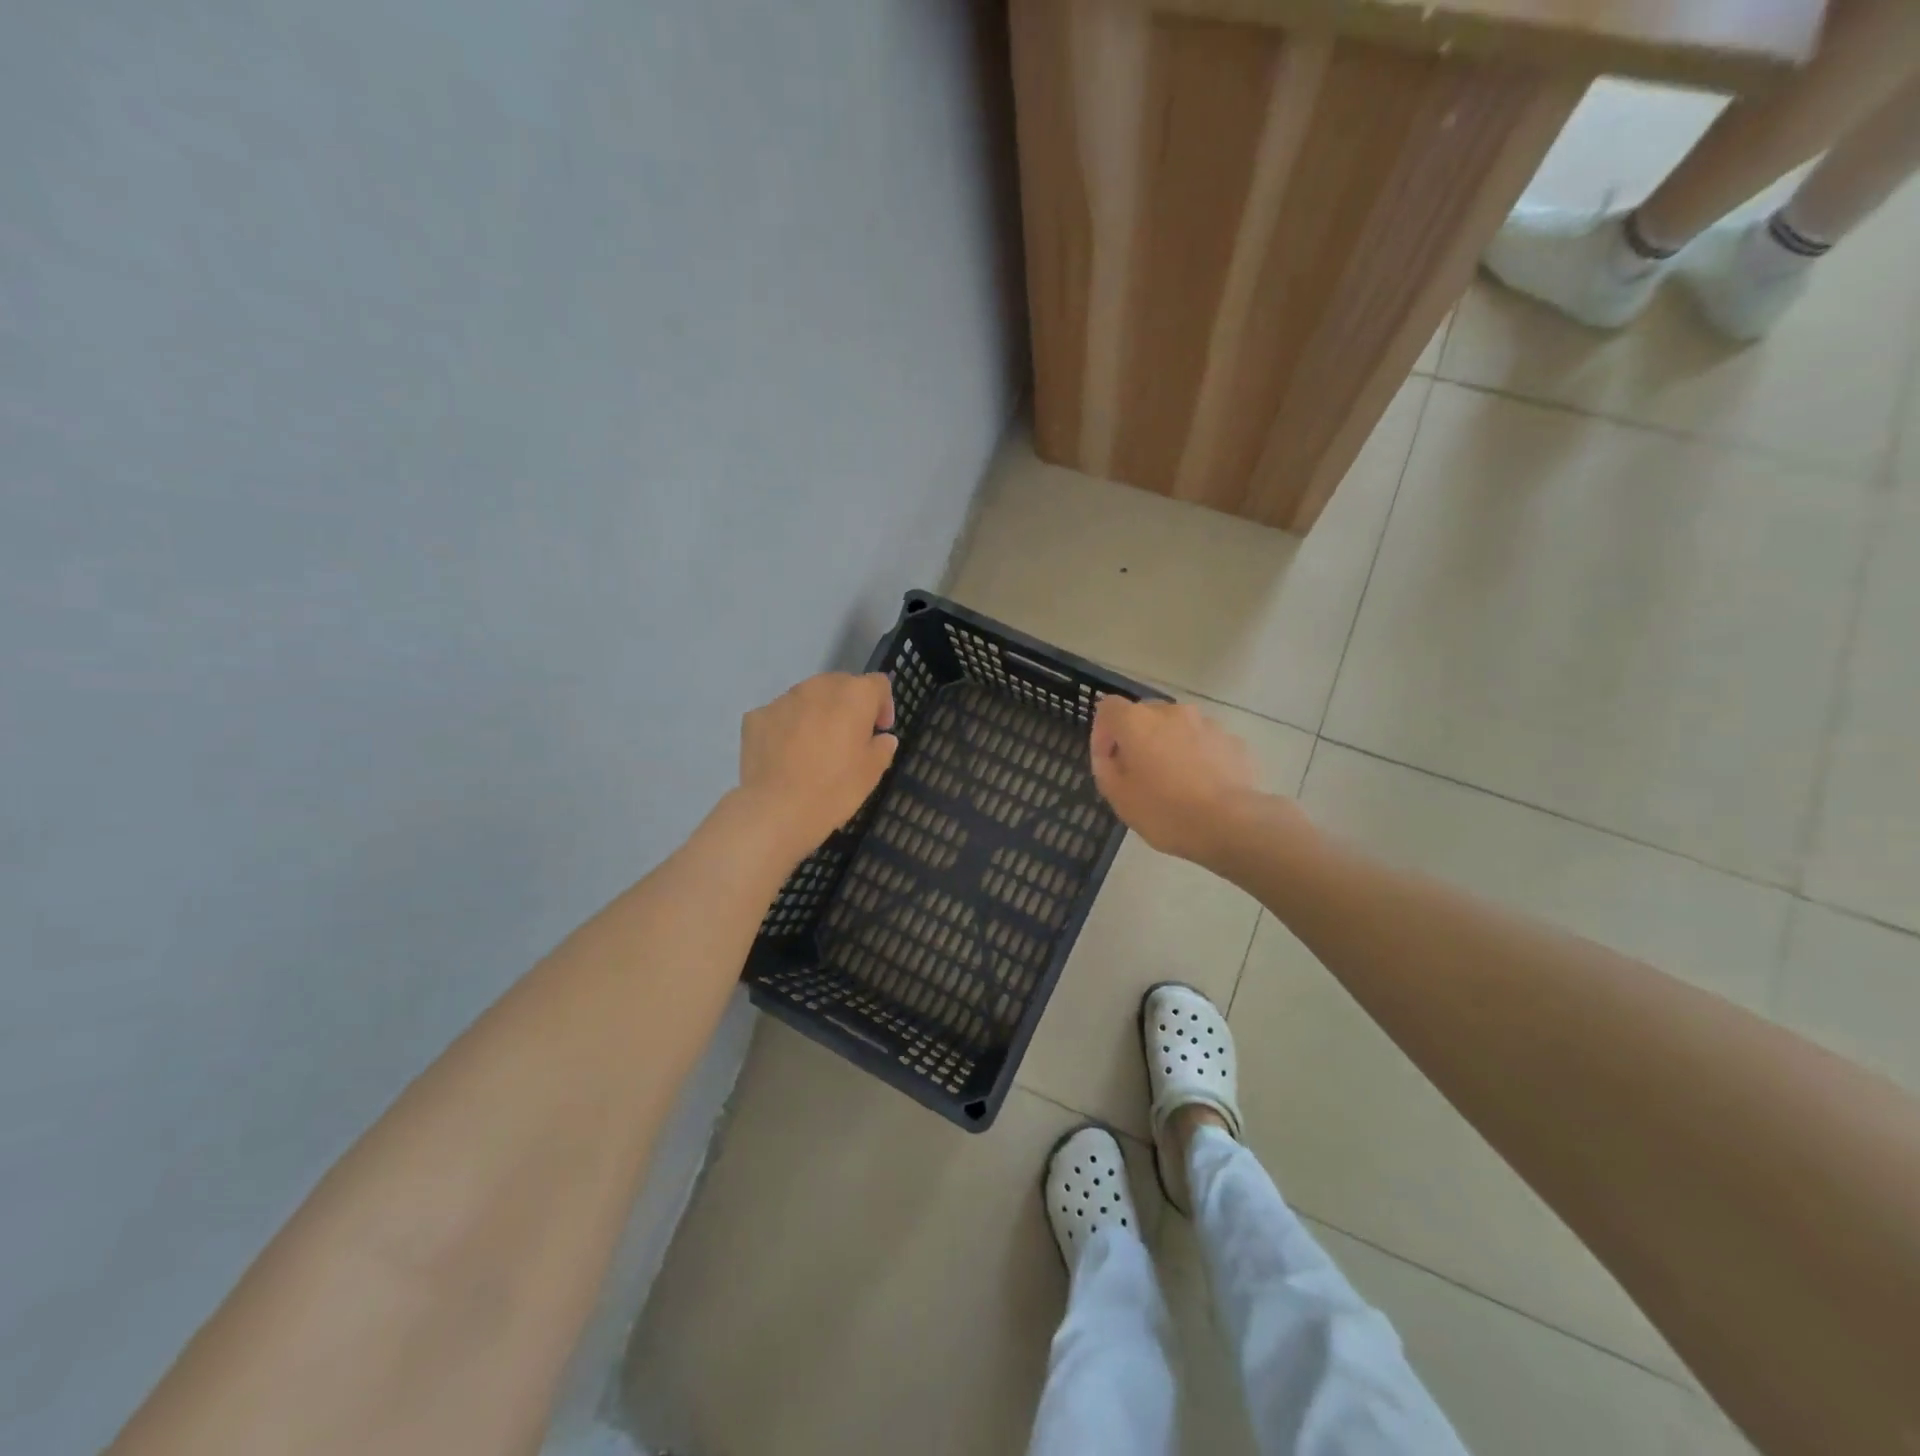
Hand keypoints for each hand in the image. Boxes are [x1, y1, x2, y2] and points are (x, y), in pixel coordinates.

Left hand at [738, 672, 898, 861]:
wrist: (776, 809)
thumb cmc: (834, 789)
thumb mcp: (872, 772)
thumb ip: (882, 747)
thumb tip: (882, 738)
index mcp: (854, 695)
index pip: (878, 684)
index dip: (883, 705)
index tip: (880, 730)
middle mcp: (819, 687)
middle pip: (840, 685)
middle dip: (848, 706)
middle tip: (848, 738)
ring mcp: (783, 699)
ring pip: (808, 698)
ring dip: (817, 714)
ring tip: (814, 747)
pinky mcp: (756, 716)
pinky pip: (780, 715)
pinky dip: (787, 728)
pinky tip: (786, 755)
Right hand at [1090, 697, 1297, 864]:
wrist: (1230, 823)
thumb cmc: (1164, 810)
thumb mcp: (1118, 797)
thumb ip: (1105, 768)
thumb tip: (1110, 755)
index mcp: (1137, 721)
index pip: (1108, 708)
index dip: (1102, 731)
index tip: (1108, 760)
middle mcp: (1172, 712)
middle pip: (1145, 715)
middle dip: (1138, 738)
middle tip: (1140, 773)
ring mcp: (1207, 724)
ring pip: (1178, 728)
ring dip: (1170, 746)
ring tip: (1176, 781)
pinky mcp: (1233, 740)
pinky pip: (1205, 743)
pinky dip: (1198, 756)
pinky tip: (1202, 786)